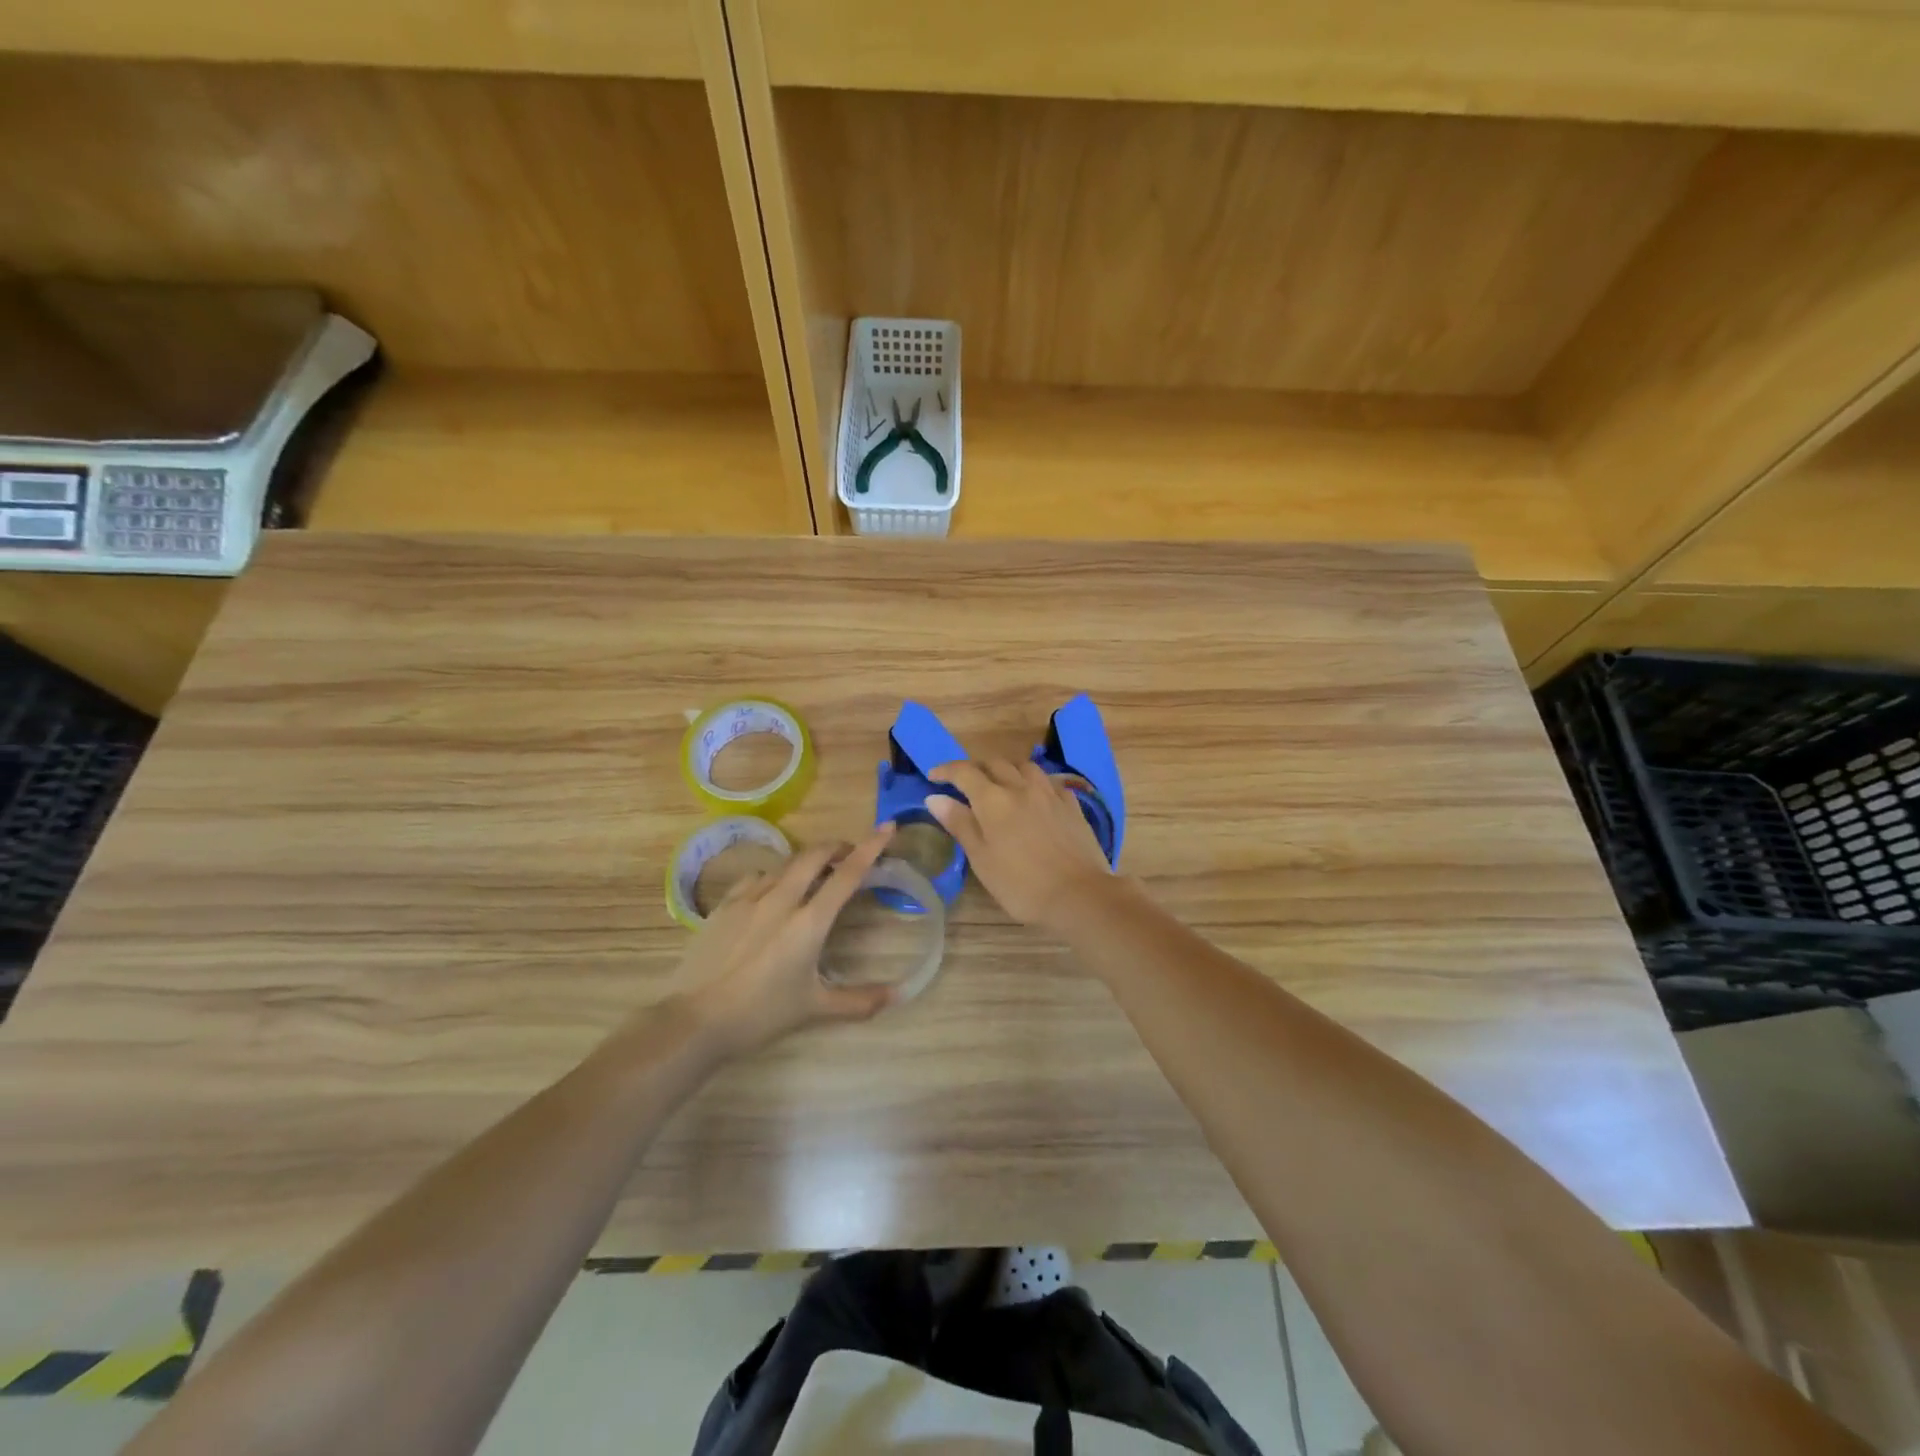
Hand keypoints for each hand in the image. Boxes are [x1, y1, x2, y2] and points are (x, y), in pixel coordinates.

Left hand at [676, 824, 899, 1057]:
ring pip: (784, 864)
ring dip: (805, 863)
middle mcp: (781, 900)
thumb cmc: (760, 1015)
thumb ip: (858, 1001)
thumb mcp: (814, 1009)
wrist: (694, 1021)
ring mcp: (749, 899)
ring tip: (813, 875)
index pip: (847, 875)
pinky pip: (755, 878)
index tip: (887, 827)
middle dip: (836, 847)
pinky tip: (771, 890)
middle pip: (813, 856)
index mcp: (809, 922)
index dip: (870, 847)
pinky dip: (773, 876)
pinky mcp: (724, 906)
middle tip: (849, 854)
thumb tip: (897, 997)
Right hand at [924, 758, 1119, 931]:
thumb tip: (934, 797)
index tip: (933, 776)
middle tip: (965, 783)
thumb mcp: (982, 859)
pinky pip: (1049, 782)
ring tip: (1001, 784)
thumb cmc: (1021, 885)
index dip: (947, 770)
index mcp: (993, 800)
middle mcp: (1021, 787)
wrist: (1079, 895)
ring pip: (1025, 766)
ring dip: (1007, 769)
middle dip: (976, 768)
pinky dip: (1035, 782)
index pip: (964, 772)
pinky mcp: (1072, 805)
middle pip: (995, 763)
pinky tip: (1036, 796)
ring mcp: (1050, 793)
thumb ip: (960, 824)